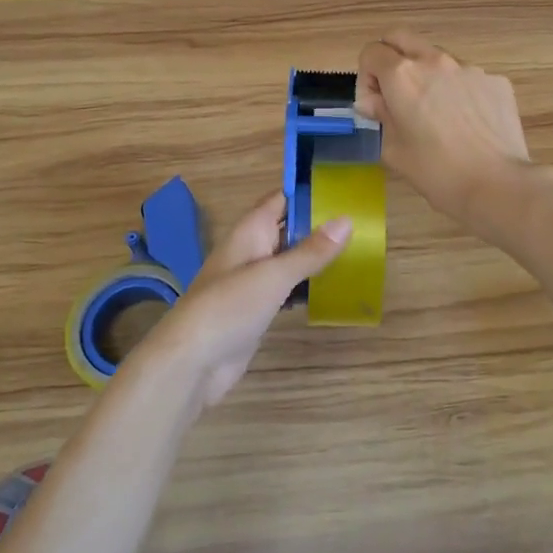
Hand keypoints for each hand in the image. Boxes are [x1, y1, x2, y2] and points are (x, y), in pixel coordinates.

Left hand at [139, 191, 350, 412]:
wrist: (192, 362)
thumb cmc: (230, 307)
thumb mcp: (274, 275)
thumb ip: (311, 251)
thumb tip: (346, 220)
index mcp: (250, 231)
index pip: (281, 199)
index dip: (309, 192)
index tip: (345, 190)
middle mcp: (251, 250)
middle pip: (288, 229)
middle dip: (319, 226)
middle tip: (361, 223)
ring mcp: (253, 281)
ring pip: (289, 259)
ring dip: (315, 257)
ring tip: (357, 252)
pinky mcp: (257, 308)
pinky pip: (287, 288)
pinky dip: (307, 285)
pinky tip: (332, 289)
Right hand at [356, 30, 531, 228]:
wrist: (497, 185)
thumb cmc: (436, 172)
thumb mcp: (394, 150)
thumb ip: (380, 116)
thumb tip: (376, 102)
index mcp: (403, 75)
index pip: (371, 52)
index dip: (366, 79)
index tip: (376, 106)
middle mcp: (435, 61)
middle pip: (401, 38)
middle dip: (391, 60)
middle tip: (397, 95)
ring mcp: (470, 68)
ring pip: (437, 59)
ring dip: (428, 76)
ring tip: (437, 115)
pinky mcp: (496, 81)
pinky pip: (467, 78)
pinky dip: (459, 92)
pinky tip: (467, 124)